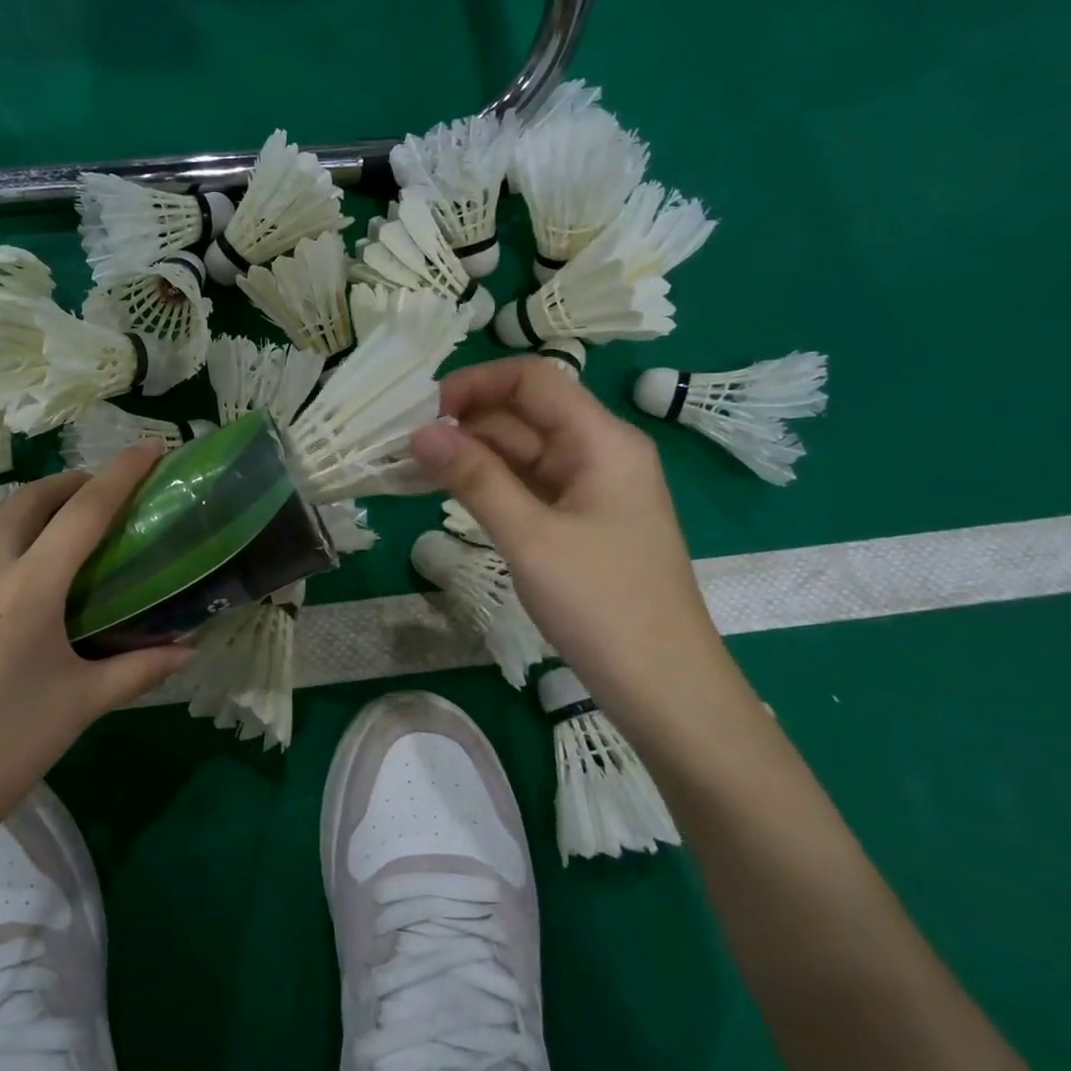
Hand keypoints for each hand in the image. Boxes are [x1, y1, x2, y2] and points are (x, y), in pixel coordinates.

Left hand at [0, 444, 190, 884]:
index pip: (85, 513)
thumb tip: (191, 649)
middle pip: (29, 501)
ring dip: (18, 508)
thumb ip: (140, 668)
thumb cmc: (6, 753)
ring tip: (41, 522)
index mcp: (28, 592)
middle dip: (69, 485)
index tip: (150, 447)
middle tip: (94, 495)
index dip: (122, 473)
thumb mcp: (81, 706)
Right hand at [411, 359, 723, 699]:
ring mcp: (590, 490)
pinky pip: (528, 486)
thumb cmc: (602, 605)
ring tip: (414, 470)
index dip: (476, 383)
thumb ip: (474, 479)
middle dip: (466, 422)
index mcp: (602, 442)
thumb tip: (420, 433)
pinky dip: (489, 485)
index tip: (425, 412)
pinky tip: (449, 494)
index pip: (533, 380)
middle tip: (405, 447)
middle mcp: (599, 454)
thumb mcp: (530, 538)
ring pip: (522, 452)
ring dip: (471, 455)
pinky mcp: (580, 522)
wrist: (665, 690)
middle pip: (525, 414)